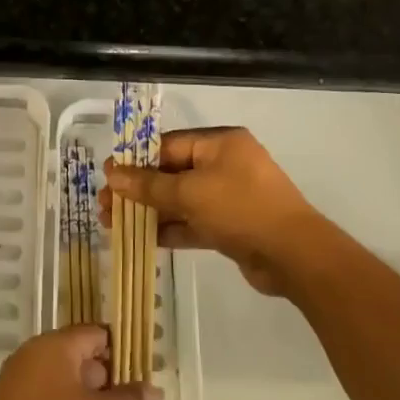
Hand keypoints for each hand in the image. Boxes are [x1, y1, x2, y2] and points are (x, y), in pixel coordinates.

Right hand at [102, 126, 319, 296]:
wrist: (295, 256)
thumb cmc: (241, 208)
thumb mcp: (190, 192)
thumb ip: (149, 185)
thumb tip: (112, 173)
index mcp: (219, 143)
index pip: (168, 145)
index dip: (136, 160)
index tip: (107, 175)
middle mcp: (224, 164)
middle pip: (172, 172)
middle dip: (138, 190)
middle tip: (104, 205)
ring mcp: (230, 196)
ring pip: (181, 200)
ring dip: (150, 211)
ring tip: (113, 225)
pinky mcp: (232, 226)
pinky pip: (194, 221)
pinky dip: (171, 228)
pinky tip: (142, 239)